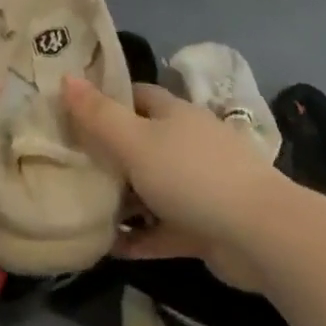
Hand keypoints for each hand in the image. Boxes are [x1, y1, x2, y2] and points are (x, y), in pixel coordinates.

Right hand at [63, 77, 279, 289]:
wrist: (259, 234)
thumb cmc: (191, 175)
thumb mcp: (135, 141)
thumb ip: (98, 115)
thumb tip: (65, 77)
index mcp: (174, 114)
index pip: (136, 95)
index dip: (106, 99)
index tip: (73, 111)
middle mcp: (187, 144)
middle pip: (141, 141)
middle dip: (108, 153)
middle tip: (69, 163)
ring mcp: (199, 186)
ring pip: (151, 186)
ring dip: (123, 199)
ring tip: (83, 207)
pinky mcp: (204, 226)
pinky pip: (163, 228)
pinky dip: (140, 237)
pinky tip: (109, 248)